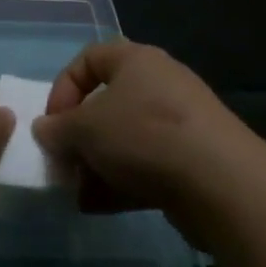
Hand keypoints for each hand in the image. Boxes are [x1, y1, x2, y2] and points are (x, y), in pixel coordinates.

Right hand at [32, 42, 252, 236]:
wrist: (221, 183)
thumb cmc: (143, 136)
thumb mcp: (85, 129)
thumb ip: (58, 129)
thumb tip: (43, 129)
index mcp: (136, 60)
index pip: (88, 59)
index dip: (63, 89)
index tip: (53, 124)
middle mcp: (160, 85)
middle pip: (107, 104)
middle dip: (80, 136)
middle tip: (64, 163)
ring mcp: (180, 124)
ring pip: (125, 139)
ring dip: (97, 165)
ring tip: (78, 192)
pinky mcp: (193, 161)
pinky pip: (147, 165)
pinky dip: (121, 183)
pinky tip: (99, 207)